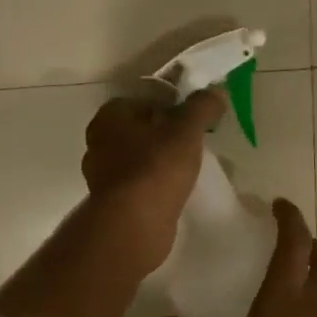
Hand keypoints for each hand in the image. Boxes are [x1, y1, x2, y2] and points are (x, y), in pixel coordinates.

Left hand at [82, 89, 225, 275]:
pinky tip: (176, 191)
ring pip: (139, 159)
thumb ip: (202, 107)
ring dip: (160, 161)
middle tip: (194, 142)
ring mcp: (103, 176)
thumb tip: (217, 90)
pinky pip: (139, 185)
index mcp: (109, 117)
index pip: (142, 100)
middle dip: (165, 134)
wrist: (133, 226)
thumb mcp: (186, 130)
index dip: (170, 105)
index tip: (193, 118)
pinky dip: (156, 185)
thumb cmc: (155, 168)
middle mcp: (99, 143)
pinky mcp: (114, 203)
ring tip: (189, 167)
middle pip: (140, 130)